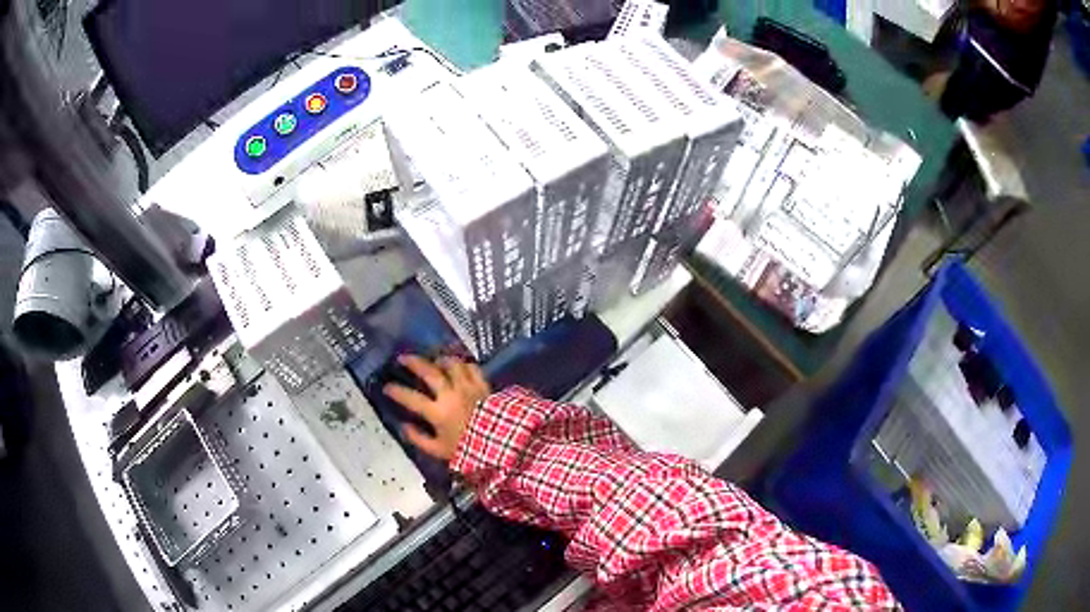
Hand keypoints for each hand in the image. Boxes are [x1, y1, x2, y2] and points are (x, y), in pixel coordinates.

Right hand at [383, 354, 490, 460]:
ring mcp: (468, 387)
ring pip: (452, 364)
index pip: (411, 398)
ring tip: (433, 359)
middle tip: (402, 358)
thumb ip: (419, 439)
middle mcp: (451, 395)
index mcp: (438, 413)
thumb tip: (404, 426)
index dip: (396, 391)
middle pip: (429, 372)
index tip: (386, 387)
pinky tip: (458, 365)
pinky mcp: (483, 385)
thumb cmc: (468, 450)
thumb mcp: (439, 451)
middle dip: (413, 362)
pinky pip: (472, 367)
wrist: (502, 445)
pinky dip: (463, 364)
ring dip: (440, 360)